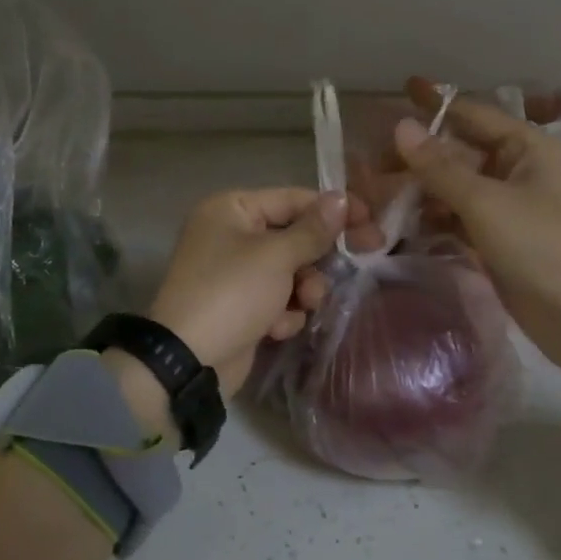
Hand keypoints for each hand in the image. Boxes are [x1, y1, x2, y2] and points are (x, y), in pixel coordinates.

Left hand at [110, 189, 368, 445]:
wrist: (189, 361)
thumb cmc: (232, 293)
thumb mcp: (277, 256)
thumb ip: (313, 229)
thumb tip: (341, 198)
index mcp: (231, 209)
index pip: (293, 199)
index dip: (333, 209)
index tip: (371, 222)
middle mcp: (230, 234)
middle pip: (293, 236)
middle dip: (318, 256)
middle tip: (368, 255)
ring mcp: (233, 273)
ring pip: (289, 271)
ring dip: (303, 288)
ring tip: (305, 304)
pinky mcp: (239, 306)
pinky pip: (275, 299)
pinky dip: (282, 312)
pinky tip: (277, 328)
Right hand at [392, 78, 560, 426]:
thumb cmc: (541, 245)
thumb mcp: (485, 201)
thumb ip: (439, 166)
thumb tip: (400, 126)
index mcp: (524, 146)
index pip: (471, 114)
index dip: (434, 105)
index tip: (397, 93)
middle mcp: (516, 169)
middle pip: (457, 152)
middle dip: (417, 157)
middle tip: (369, 165)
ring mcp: (506, 206)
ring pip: (454, 187)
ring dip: (420, 190)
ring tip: (375, 196)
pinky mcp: (497, 240)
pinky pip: (458, 217)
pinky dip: (432, 218)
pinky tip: (400, 223)